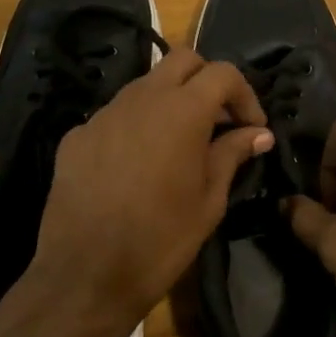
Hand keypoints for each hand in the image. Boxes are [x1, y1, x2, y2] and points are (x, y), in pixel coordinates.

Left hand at [28, 46, 271, 336]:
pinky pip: (116, 116)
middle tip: (218, 120)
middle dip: (207, 80)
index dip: (245, 95)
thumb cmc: (160, 240)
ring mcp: (104, 114)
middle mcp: (142, 98)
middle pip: (182, 60)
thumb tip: (258, 134)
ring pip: (146, 84)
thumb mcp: (209, 200)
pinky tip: (137, 165)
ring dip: (170, 100)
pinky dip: (136, 126)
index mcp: (182, 110)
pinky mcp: (77, 136)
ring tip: (179, 143)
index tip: (252, 128)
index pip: (223, 73)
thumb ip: (233, 154)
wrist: (84, 277)